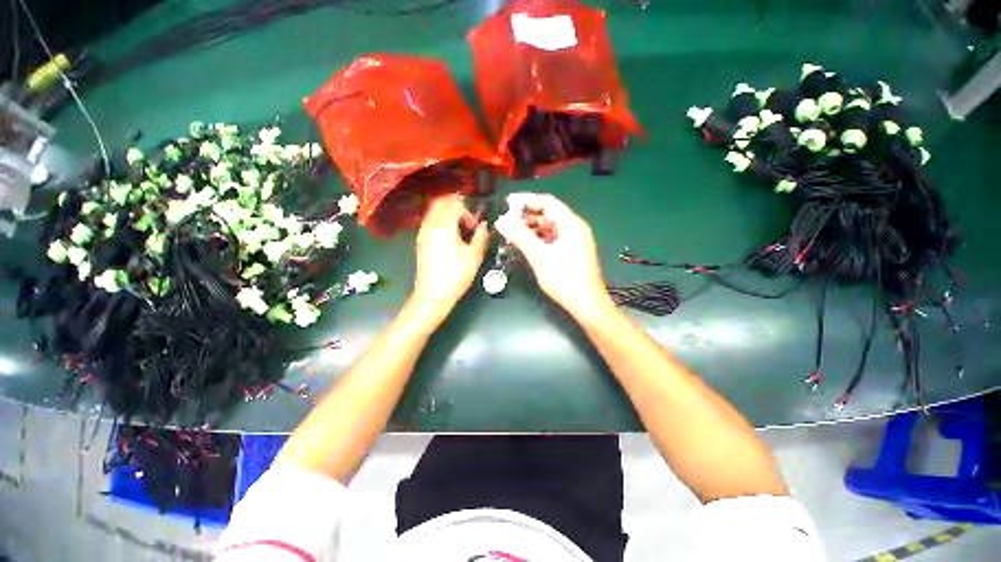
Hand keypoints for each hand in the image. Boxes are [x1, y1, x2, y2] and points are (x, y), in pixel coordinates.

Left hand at [412, 194, 489, 318]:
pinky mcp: (420, 242)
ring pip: (433, 211)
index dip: (468, 211)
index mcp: (444, 226)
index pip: (454, 204)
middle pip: (441, 202)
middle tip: (468, 219)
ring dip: (447, 213)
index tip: (475, 225)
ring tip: (461, 228)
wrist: (433, 295)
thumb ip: (481, 237)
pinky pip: (430, 222)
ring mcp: (423, 233)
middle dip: (456, 206)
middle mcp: (430, 225)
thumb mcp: (474, 257)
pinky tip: (450, 236)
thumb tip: (484, 225)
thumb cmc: (455, 275)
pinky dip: (440, 221)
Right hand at [494, 193, 610, 319]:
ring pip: (548, 227)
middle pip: (548, 214)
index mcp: (571, 224)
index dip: (526, 200)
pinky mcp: (570, 251)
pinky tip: (524, 244)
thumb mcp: (539, 256)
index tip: (507, 203)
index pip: (547, 202)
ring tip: (512, 234)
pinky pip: (551, 238)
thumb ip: (520, 236)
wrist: (586, 304)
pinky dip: (537, 239)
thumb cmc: (564, 279)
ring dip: (530, 228)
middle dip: (526, 216)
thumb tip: (501, 220)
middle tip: (507, 222)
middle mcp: (574, 228)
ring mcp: (573, 240)